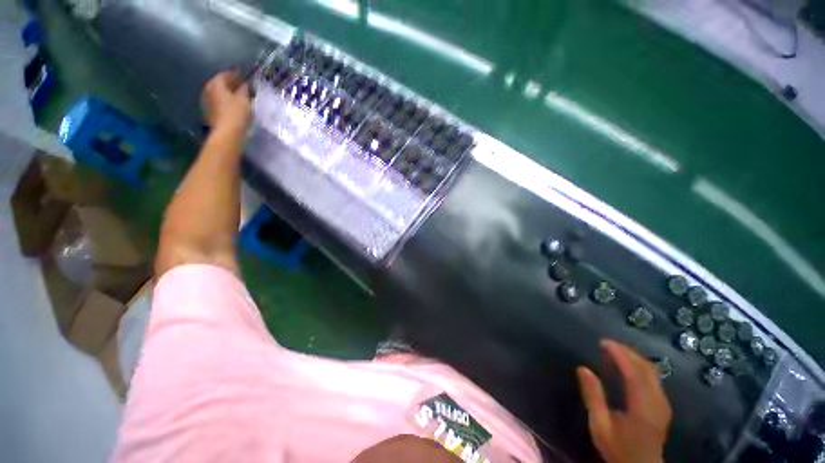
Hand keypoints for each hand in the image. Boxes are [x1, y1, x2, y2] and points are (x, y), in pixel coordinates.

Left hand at [201, 71, 251, 131]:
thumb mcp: (245, 99)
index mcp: (216, 83)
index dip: (235, 74)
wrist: (228, 133)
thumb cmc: (237, 113)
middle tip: (241, 86)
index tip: (244, 76)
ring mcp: (207, 102)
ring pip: (218, 93)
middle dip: (230, 84)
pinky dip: (225, 102)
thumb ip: (244, 89)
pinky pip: (218, 103)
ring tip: (238, 97)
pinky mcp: (210, 113)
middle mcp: (208, 89)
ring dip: (227, 94)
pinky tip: (233, 106)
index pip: (225, 74)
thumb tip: (244, 84)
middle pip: (219, 83)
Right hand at [576, 340, 671, 462]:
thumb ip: (593, 397)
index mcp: (642, 406)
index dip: (619, 354)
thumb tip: (583, 368)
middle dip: (627, 351)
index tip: (603, 342)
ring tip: (615, 352)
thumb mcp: (600, 425)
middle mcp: (657, 401)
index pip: (634, 372)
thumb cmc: (618, 448)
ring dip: (634, 358)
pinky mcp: (662, 405)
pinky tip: (628, 367)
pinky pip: (653, 378)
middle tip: (607, 344)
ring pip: (652, 371)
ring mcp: (663, 403)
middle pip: (646, 368)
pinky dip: (639, 366)